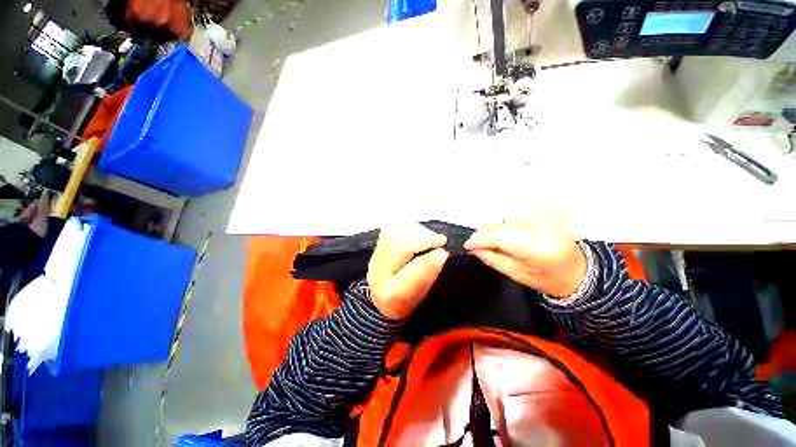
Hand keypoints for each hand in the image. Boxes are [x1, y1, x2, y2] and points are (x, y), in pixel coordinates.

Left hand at [367, 225, 449, 319]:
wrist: (381, 300)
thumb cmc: (408, 300)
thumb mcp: (422, 298)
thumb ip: (430, 277)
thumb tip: (441, 254)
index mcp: (391, 296)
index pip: (410, 274)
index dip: (429, 261)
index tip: (444, 253)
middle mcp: (378, 276)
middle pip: (401, 249)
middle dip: (424, 240)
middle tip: (441, 240)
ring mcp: (374, 258)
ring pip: (394, 235)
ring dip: (416, 231)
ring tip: (430, 235)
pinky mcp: (375, 246)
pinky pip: (390, 229)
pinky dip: (407, 226)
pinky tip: (417, 231)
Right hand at [464, 212, 586, 298]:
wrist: (577, 271)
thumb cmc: (549, 278)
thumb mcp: (516, 274)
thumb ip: (492, 258)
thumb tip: (473, 246)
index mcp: (539, 248)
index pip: (500, 235)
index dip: (480, 238)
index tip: (469, 243)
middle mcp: (545, 226)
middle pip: (502, 221)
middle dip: (487, 231)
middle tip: (481, 242)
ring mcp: (548, 215)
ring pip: (507, 211)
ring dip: (497, 224)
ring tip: (500, 238)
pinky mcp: (547, 210)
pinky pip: (518, 208)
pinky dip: (508, 218)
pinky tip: (511, 229)